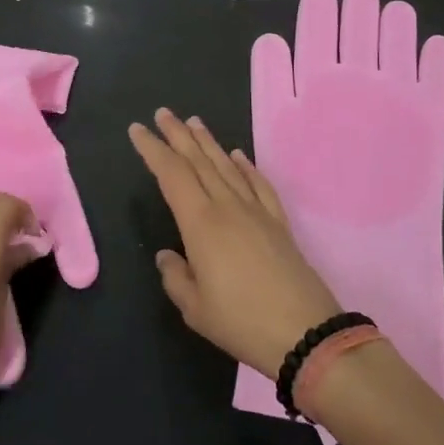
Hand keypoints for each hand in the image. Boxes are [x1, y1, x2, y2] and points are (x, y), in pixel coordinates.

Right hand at [129, 108, 340, 378]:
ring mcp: (256, 211)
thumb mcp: (195, 308)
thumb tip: (167, 256)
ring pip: (227, 166)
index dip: (153, 150)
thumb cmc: (242, 321)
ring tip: (195, 122)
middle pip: (199, 161)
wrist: (305, 331)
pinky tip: (239, 155)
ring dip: (209, 142)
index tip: (138, 130)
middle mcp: (227, 206)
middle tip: (163, 113)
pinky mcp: (278, 222)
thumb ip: (176, 277)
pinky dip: (246, 166)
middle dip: (178, 135)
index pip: (172, 174)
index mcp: (201, 223)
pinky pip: (259, 184)